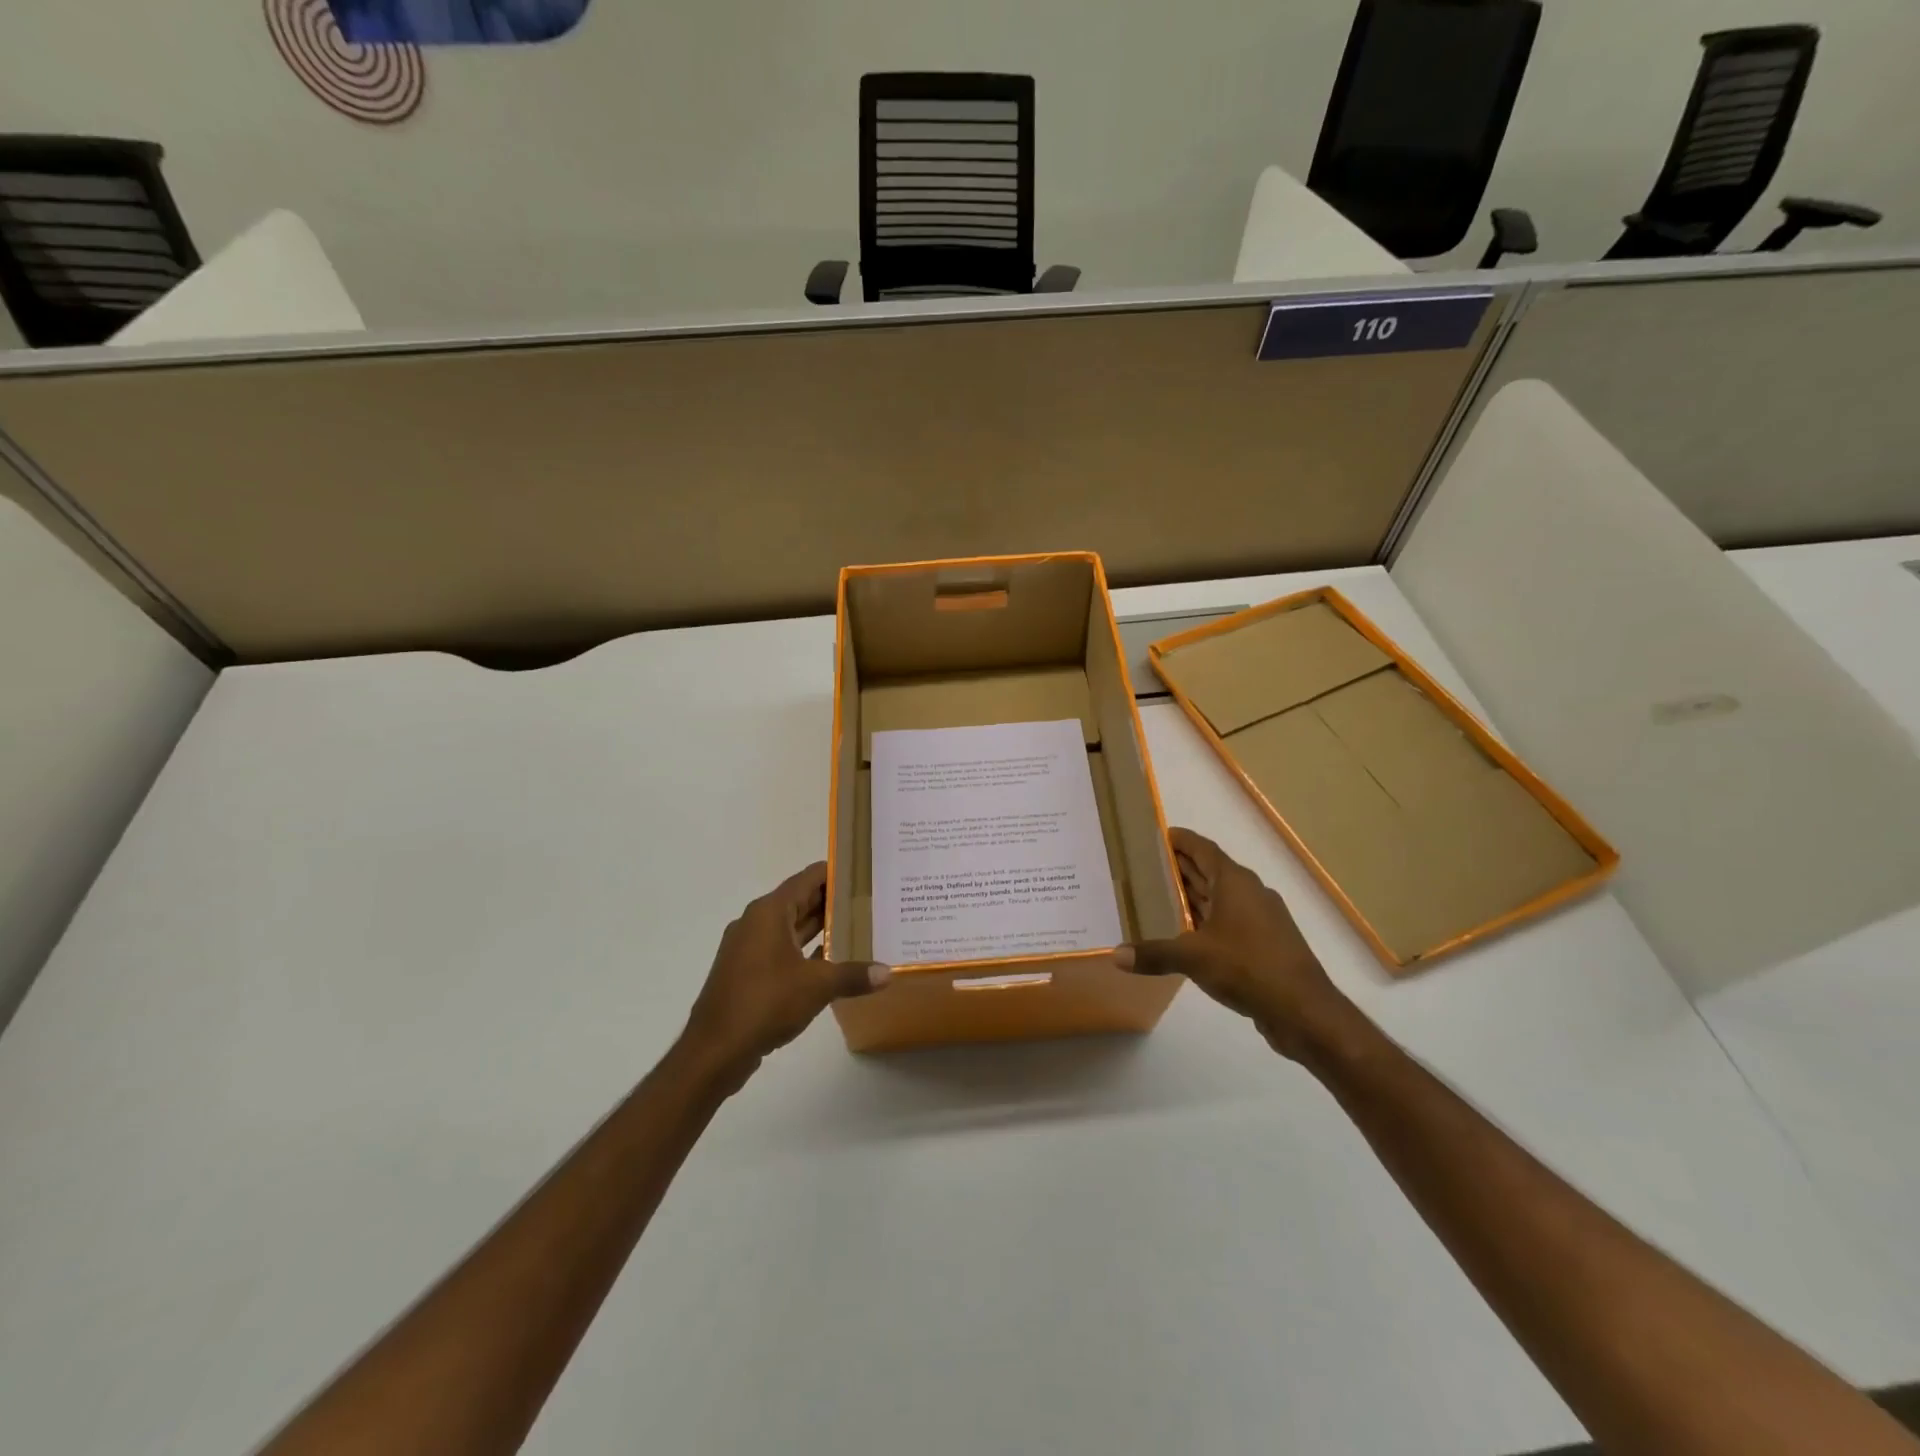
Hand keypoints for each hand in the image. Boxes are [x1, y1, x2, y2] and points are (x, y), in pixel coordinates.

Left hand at [682, 862, 889, 1084]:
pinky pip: (781, 950)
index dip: (835, 872)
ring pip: (789, 928)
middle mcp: (755, 922)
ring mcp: (748, 949)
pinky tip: (830, 962)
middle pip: (799, 901)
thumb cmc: (766, 1002)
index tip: (863, 872)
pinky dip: (804, 951)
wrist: (715, 1050)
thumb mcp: (818, 986)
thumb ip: (853, 975)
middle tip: (869, 900)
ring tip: (857, 927)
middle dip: (832, 901)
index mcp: (769, 912)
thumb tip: (887, 973)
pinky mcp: (746, 973)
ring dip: (819, 927)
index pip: (807, 879)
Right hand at [1115, 828, 1351, 1060]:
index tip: (1154, 835)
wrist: (1304, 1010)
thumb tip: (1115, 955)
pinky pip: (1228, 921)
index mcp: (1235, 882)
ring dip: (1192, 896)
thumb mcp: (1193, 957)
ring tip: (1157, 898)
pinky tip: (1184, 935)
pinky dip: (1205, 921)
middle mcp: (1249, 893)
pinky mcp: (1264, 944)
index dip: (1179, 840)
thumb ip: (1153, 953)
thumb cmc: (1248, 967)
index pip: (1203, 848)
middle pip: (1209, 871)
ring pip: (1219, 898)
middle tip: (1144, 867)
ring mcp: (1260, 919)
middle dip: (1179, 868)